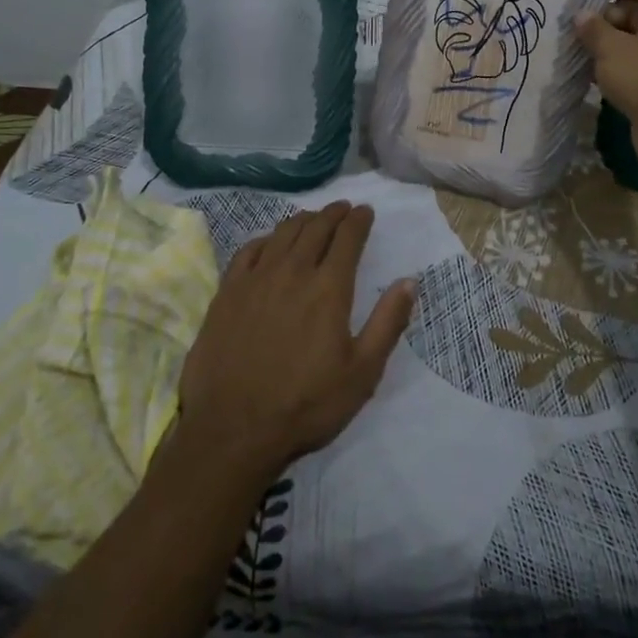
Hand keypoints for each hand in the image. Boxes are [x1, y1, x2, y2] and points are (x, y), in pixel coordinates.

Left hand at [178, 202, 415, 480]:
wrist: (234, 429)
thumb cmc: (306, 404)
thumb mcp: (362, 372)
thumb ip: (388, 322)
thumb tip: (410, 281)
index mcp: (329, 288)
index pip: (347, 238)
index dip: (358, 220)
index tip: (365, 211)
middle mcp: (292, 272)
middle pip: (315, 228)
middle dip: (333, 214)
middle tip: (342, 209)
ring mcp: (255, 279)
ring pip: (282, 234)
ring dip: (302, 220)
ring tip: (312, 218)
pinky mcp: (227, 292)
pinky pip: (249, 250)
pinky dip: (266, 238)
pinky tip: (269, 242)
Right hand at [575, 0, 637, 190]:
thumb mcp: (612, 49)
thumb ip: (593, 28)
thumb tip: (581, 15)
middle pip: (636, 7)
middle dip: (602, 14)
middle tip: (569, 24)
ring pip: (632, 38)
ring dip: (604, 42)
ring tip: (571, 47)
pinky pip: (633, 64)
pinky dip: (611, 65)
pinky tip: (585, 72)